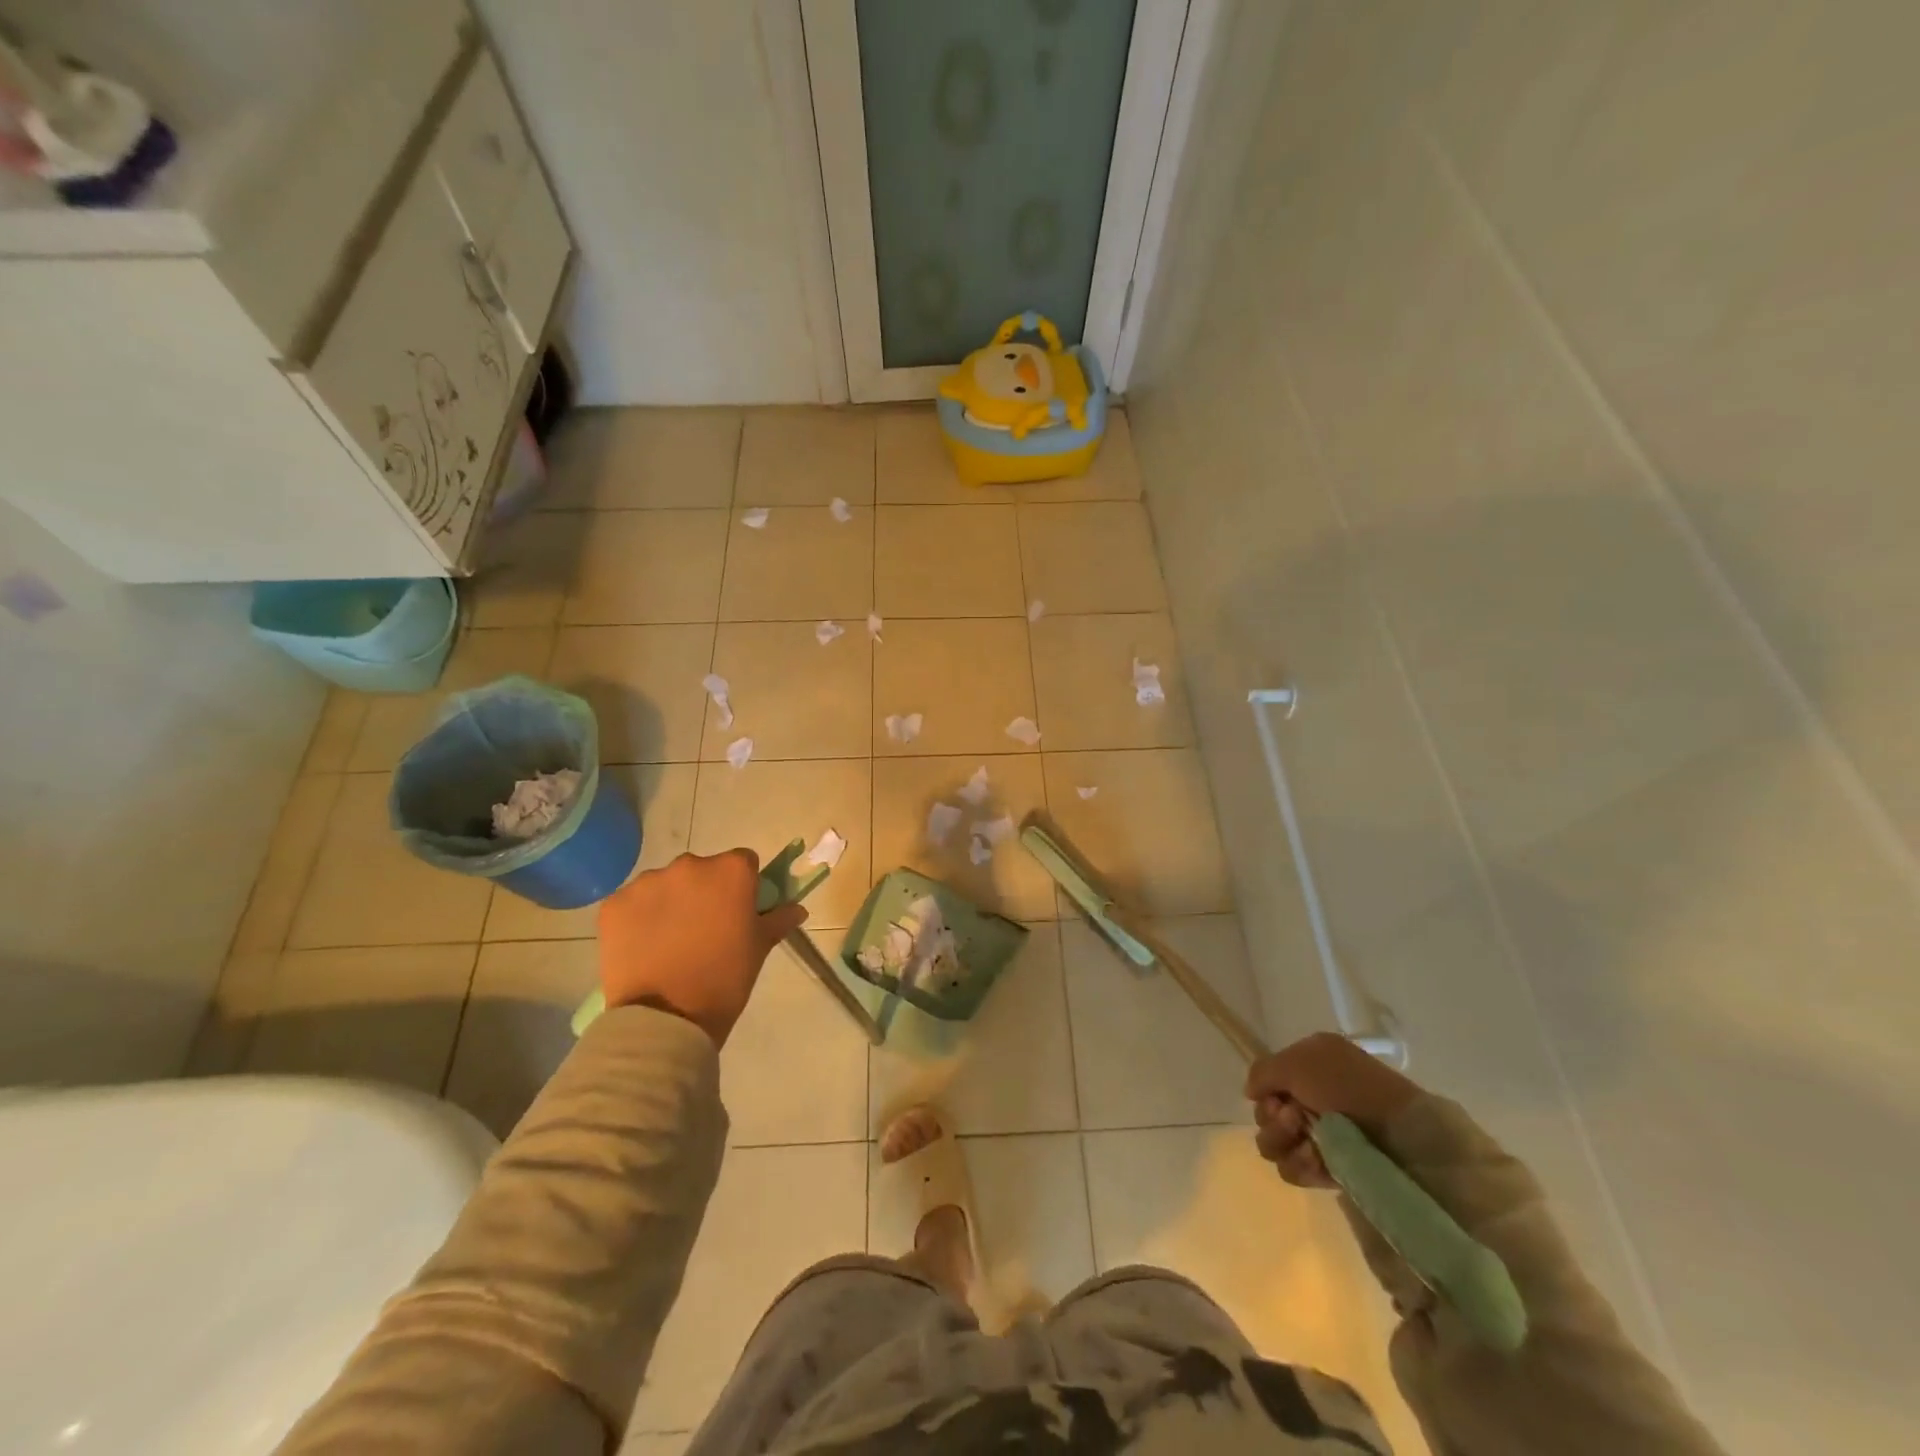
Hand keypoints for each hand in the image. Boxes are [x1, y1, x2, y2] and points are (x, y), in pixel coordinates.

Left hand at [597, 849, 807, 1047]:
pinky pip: (632, 903)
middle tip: (704, 930)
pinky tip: (643, 947)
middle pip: (701, 870)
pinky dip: (638, 919)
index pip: (742, 862)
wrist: (666, 1019)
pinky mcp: (614, 904)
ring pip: (665, 885)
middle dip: (703, 892)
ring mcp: (647, 882)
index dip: (742, 886)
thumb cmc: (725, 978)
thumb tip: (797, 908)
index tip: (737, 912)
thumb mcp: (759, 948)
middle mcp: (689, 865)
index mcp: (730, 871)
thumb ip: (778, 919)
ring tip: (669, 942)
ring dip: (669, 903)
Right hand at [1246, 1032, 1421, 1187]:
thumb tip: (1251, 1092)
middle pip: (1266, 1115)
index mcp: (1309, 1068)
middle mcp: (1312, 1099)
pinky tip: (1318, 1161)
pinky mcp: (1330, 1170)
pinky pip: (1294, 1170)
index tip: (1276, 1097)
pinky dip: (1300, 1165)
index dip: (1266, 1093)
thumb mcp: (1299, 1061)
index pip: (1267, 1084)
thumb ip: (1263, 1071)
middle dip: (1273, 1120)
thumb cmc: (1349, 1087)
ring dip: (1283, 1142)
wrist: (1401, 1136)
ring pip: (1274, 1144)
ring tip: (1309, 1143)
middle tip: (1294, 1119)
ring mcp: (1322, 1137)